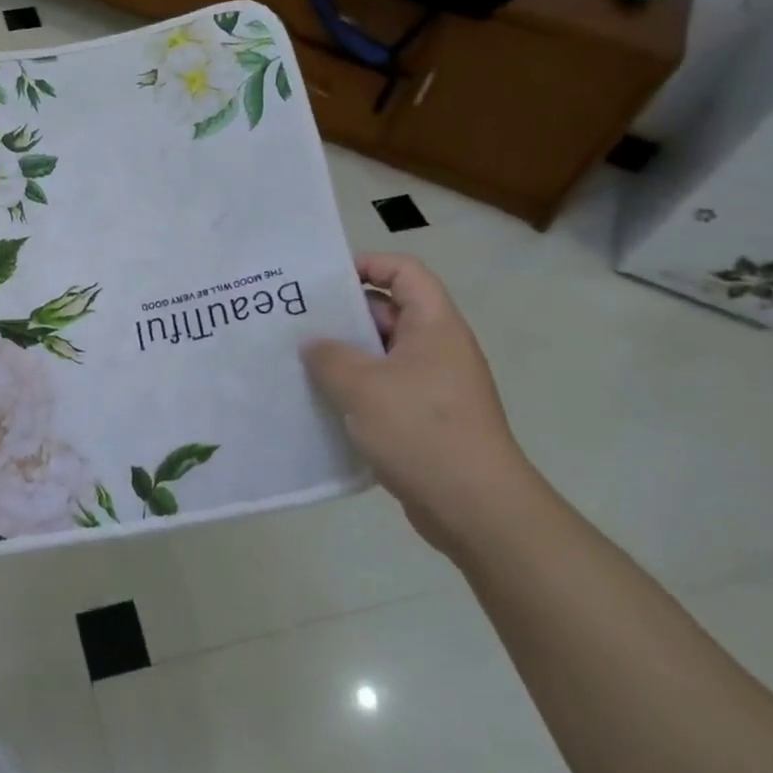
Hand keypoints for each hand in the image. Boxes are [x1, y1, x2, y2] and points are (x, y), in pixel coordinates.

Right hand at [303, 254, 539, 559]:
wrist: (475, 508)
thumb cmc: (421, 430)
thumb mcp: (362, 386)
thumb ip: (329, 356)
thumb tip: (313, 344)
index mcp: (434, 326)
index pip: (405, 272)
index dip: (368, 264)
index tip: (324, 282)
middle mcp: (438, 348)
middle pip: (389, 312)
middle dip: (344, 315)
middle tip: (297, 322)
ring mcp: (434, 385)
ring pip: (382, 355)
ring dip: (345, 356)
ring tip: (300, 362)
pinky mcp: (426, 419)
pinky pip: (385, 389)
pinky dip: (356, 390)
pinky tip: (322, 402)